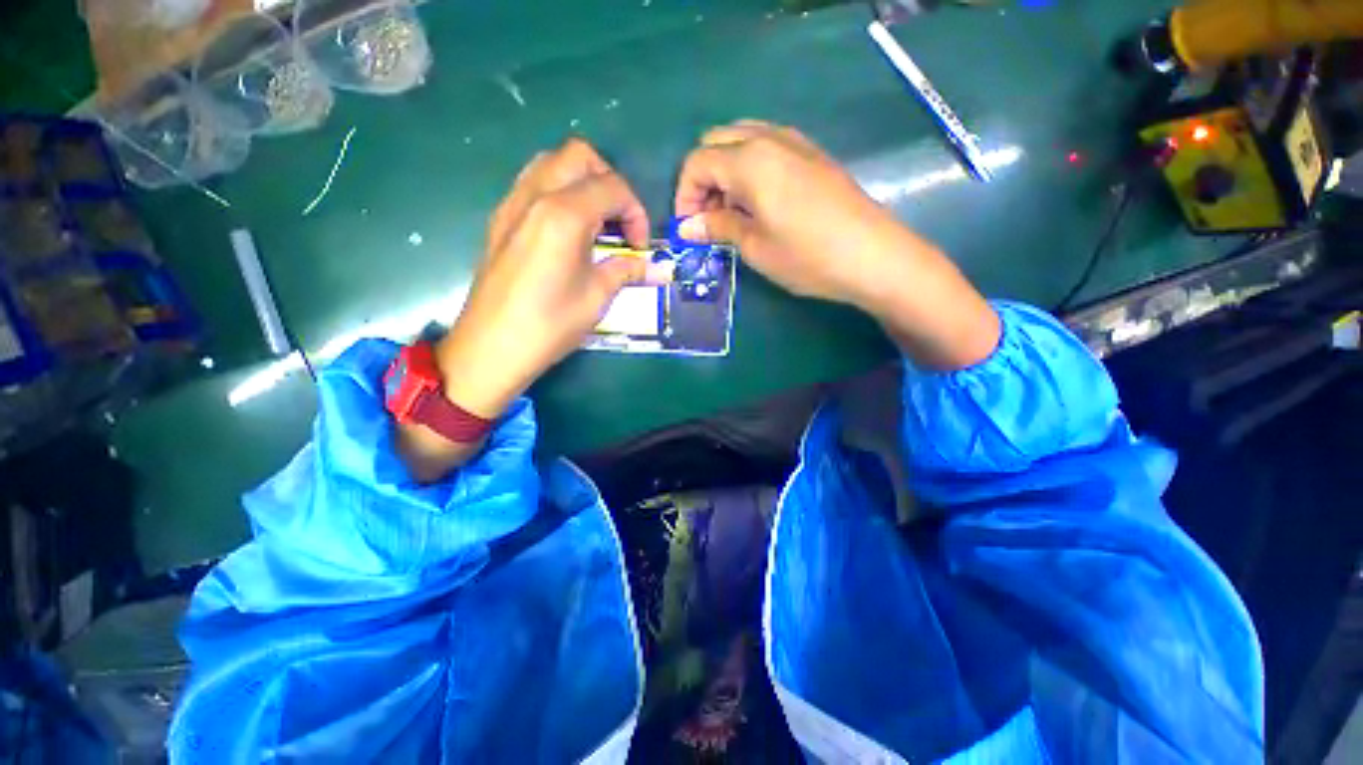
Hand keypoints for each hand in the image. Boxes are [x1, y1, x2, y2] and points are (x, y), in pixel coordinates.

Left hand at [437, 138, 661, 418]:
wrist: (491, 348)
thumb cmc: (550, 325)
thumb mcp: (597, 297)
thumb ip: (626, 270)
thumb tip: (654, 267)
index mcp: (564, 213)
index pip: (613, 187)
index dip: (636, 213)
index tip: (639, 247)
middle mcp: (535, 196)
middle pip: (579, 156)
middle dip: (609, 182)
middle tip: (619, 222)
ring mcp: (512, 205)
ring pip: (551, 163)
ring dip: (581, 182)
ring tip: (595, 223)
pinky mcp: (500, 220)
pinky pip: (532, 184)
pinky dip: (557, 193)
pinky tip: (567, 232)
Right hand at [675, 120, 998, 369]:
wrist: (874, 256)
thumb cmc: (807, 256)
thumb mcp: (755, 246)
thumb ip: (718, 227)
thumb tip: (688, 226)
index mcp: (749, 161)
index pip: (697, 162)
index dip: (684, 195)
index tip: (688, 228)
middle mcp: (769, 139)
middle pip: (716, 142)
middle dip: (702, 179)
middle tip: (708, 219)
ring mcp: (795, 142)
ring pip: (741, 140)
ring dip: (726, 172)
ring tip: (732, 213)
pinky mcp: (813, 154)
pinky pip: (767, 147)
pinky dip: (750, 168)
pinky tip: (759, 202)